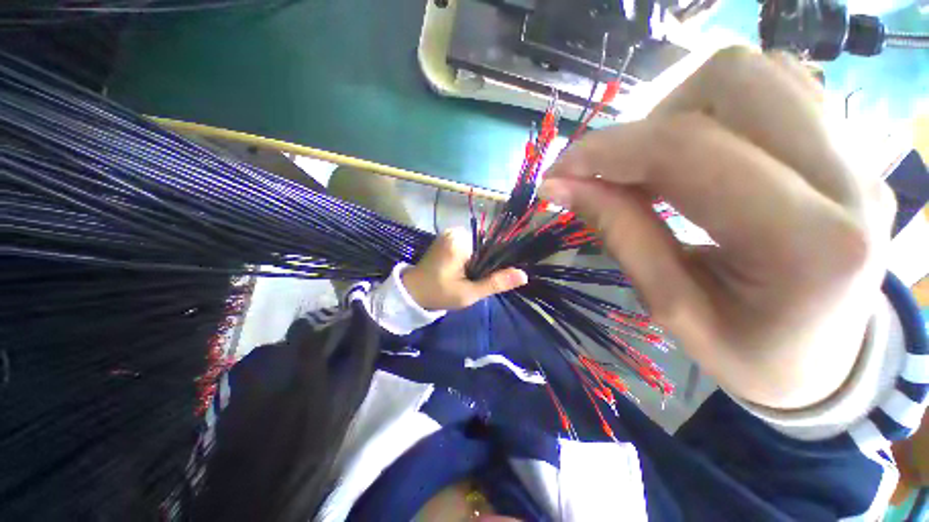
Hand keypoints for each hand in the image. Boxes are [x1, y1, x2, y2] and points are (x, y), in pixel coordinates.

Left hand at [402, 227, 528, 310]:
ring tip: (469, 276)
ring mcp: (450, 233)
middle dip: (485, 263)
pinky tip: (464, 270)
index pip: (492, 247)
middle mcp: (456, 231)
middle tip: (475, 281)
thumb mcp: (469, 293)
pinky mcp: (447, 237)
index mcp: (461, 242)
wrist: (412, 291)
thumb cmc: (439, 294)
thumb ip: (495, 283)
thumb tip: (524, 275)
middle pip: (485, 246)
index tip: (493, 277)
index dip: (497, 263)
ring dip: (478, 261)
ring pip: (477, 246)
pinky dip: (470, 257)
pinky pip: (468, 245)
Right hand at [540, 48, 895, 409]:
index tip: (558, 173)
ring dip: (681, 111)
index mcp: (807, 244)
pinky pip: (776, 86)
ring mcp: (857, 154)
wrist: (825, 358)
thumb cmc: (746, 352)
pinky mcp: (848, 146)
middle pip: (733, 81)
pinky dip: (715, 108)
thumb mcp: (668, 306)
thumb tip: (559, 186)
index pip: (687, 151)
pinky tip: (698, 156)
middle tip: (621, 174)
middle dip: (650, 122)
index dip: (605, 152)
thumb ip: (618, 232)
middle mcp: (848, 180)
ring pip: (755, 73)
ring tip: (658, 168)